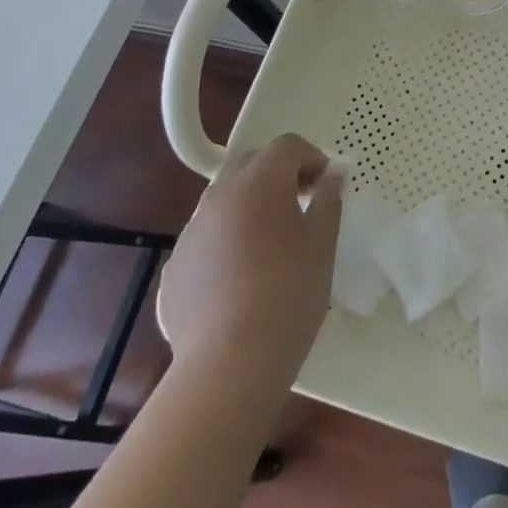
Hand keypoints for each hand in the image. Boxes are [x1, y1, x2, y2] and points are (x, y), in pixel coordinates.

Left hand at [158, 134, 343, 375]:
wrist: (230, 361)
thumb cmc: (289, 293)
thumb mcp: (322, 243)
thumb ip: (328, 200)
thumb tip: (332, 177)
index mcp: (260, 182)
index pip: (287, 146)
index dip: (312, 157)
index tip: (326, 185)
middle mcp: (219, 196)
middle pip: (250, 163)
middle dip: (278, 173)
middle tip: (301, 203)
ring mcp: (191, 230)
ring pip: (224, 199)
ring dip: (250, 205)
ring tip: (271, 243)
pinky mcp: (175, 265)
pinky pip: (207, 236)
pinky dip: (227, 239)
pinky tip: (241, 278)